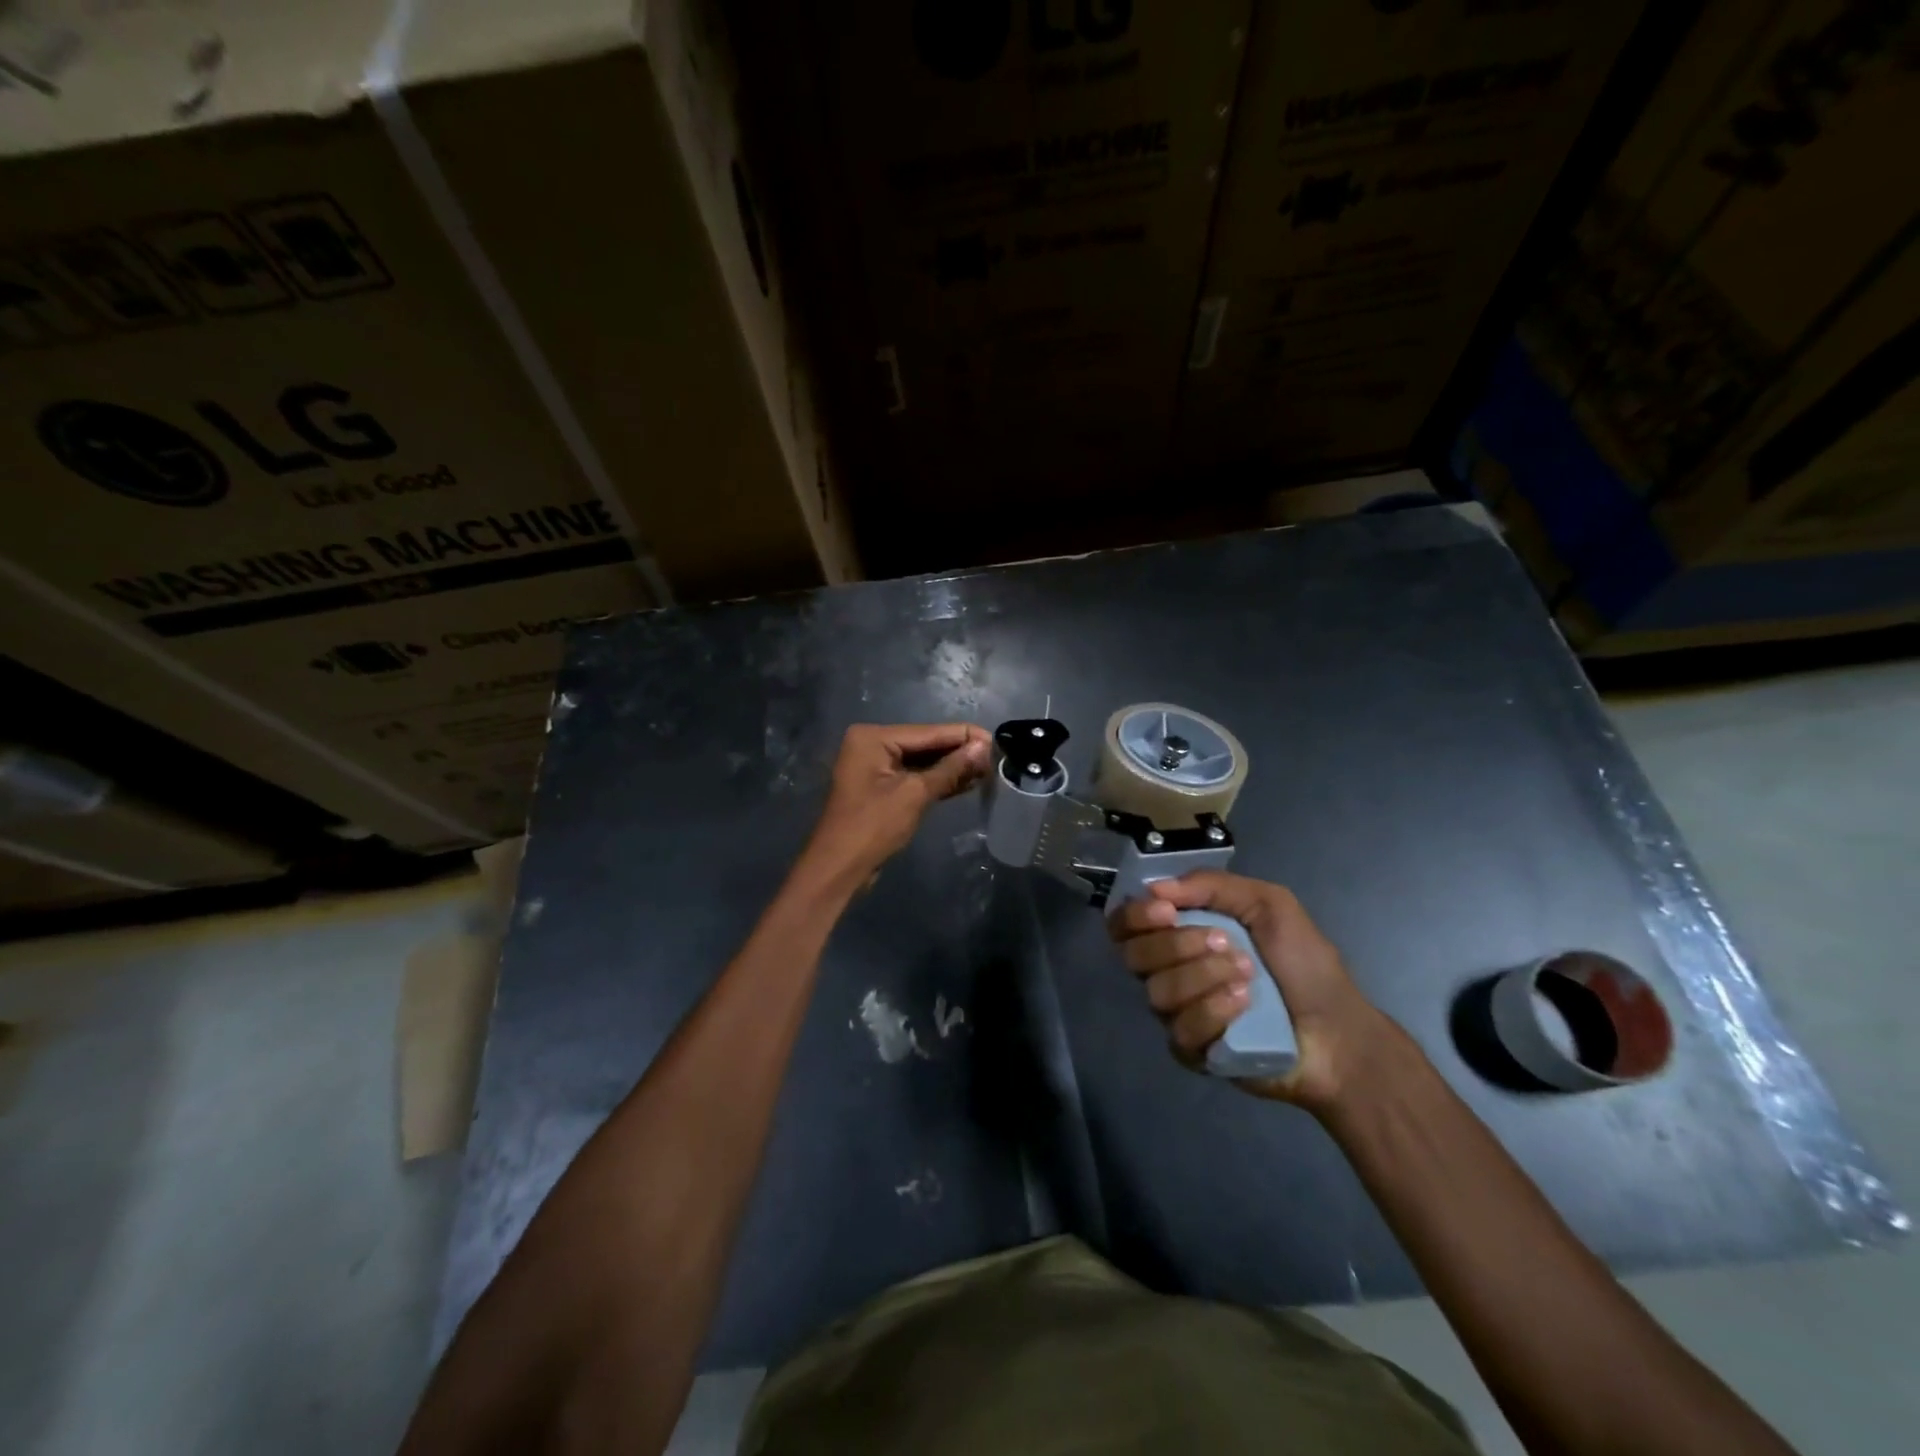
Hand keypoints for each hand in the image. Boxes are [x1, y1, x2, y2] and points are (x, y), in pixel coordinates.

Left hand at [799, 723, 990, 889]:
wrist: (838, 869)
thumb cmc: (872, 827)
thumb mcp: (914, 795)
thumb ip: (950, 769)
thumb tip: (983, 748)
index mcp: (873, 737)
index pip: (928, 732)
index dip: (963, 736)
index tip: (996, 739)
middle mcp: (872, 745)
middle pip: (925, 744)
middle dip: (959, 752)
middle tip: (996, 756)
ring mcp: (875, 767)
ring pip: (922, 762)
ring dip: (952, 767)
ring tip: (988, 769)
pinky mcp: (881, 788)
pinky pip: (915, 777)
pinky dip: (938, 781)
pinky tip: (967, 782)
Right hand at [1107, 871, 1400, 1114]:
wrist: (1340, 1032)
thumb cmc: (1305, 964)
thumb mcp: (1269, 904)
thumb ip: (1213, 886)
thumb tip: (1156, 887)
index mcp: (1179, 933)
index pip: (1126, 923)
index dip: (1135, 915)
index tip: (1166, 910)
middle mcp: (1168, 972)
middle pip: (1133, 955)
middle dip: (1176, 944)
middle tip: (1225, 941)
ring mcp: (1177, 1014)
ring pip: (1157, 992)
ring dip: (1203, 976)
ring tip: (1248, 975)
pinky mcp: (1191, 1052)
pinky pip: (1181, 1030)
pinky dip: (1213, 1010)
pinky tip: (1244, 1005)